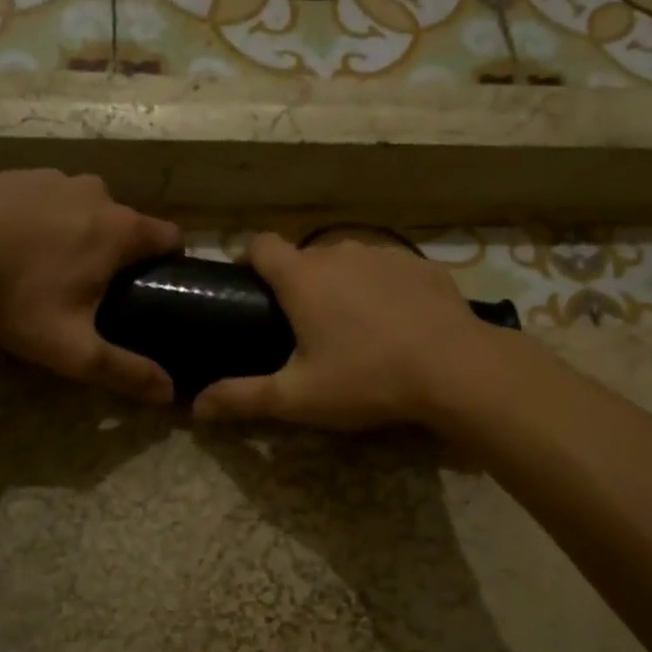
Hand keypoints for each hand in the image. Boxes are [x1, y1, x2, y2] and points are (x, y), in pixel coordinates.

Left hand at [0, 170, 180, 402]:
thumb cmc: (15, 300)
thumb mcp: (73, 349)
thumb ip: (125, 371)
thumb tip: (169, 394)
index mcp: (121, 230)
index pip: (171, 237)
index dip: (169, 264)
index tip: (151, 289)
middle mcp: (97, 193)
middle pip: (127, 223)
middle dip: (120, 253)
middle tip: (94, 290)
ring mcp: (56, 178)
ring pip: (88, 207)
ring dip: (82, 232)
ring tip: (50, 267)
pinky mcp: (19, 175)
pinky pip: (50, 197)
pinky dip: (46, 217)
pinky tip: (17, 245)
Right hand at [192, 233, 493, 429]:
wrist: (455, 369)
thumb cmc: (366, 378)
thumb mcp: (298, 397)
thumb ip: (243, 398)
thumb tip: (196, 406)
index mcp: (302, 277)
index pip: (260, 245)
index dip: (249, 261)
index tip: (249, 289)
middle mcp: (339, 253)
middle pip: (305, 258)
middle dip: (298, 283)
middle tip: (303, 327)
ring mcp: (385, 254)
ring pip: (349, 261)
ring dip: (342, 284)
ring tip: (353, 325)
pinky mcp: (422, 265)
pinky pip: (389, 270)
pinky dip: (383, 288)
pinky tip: (397, 322)